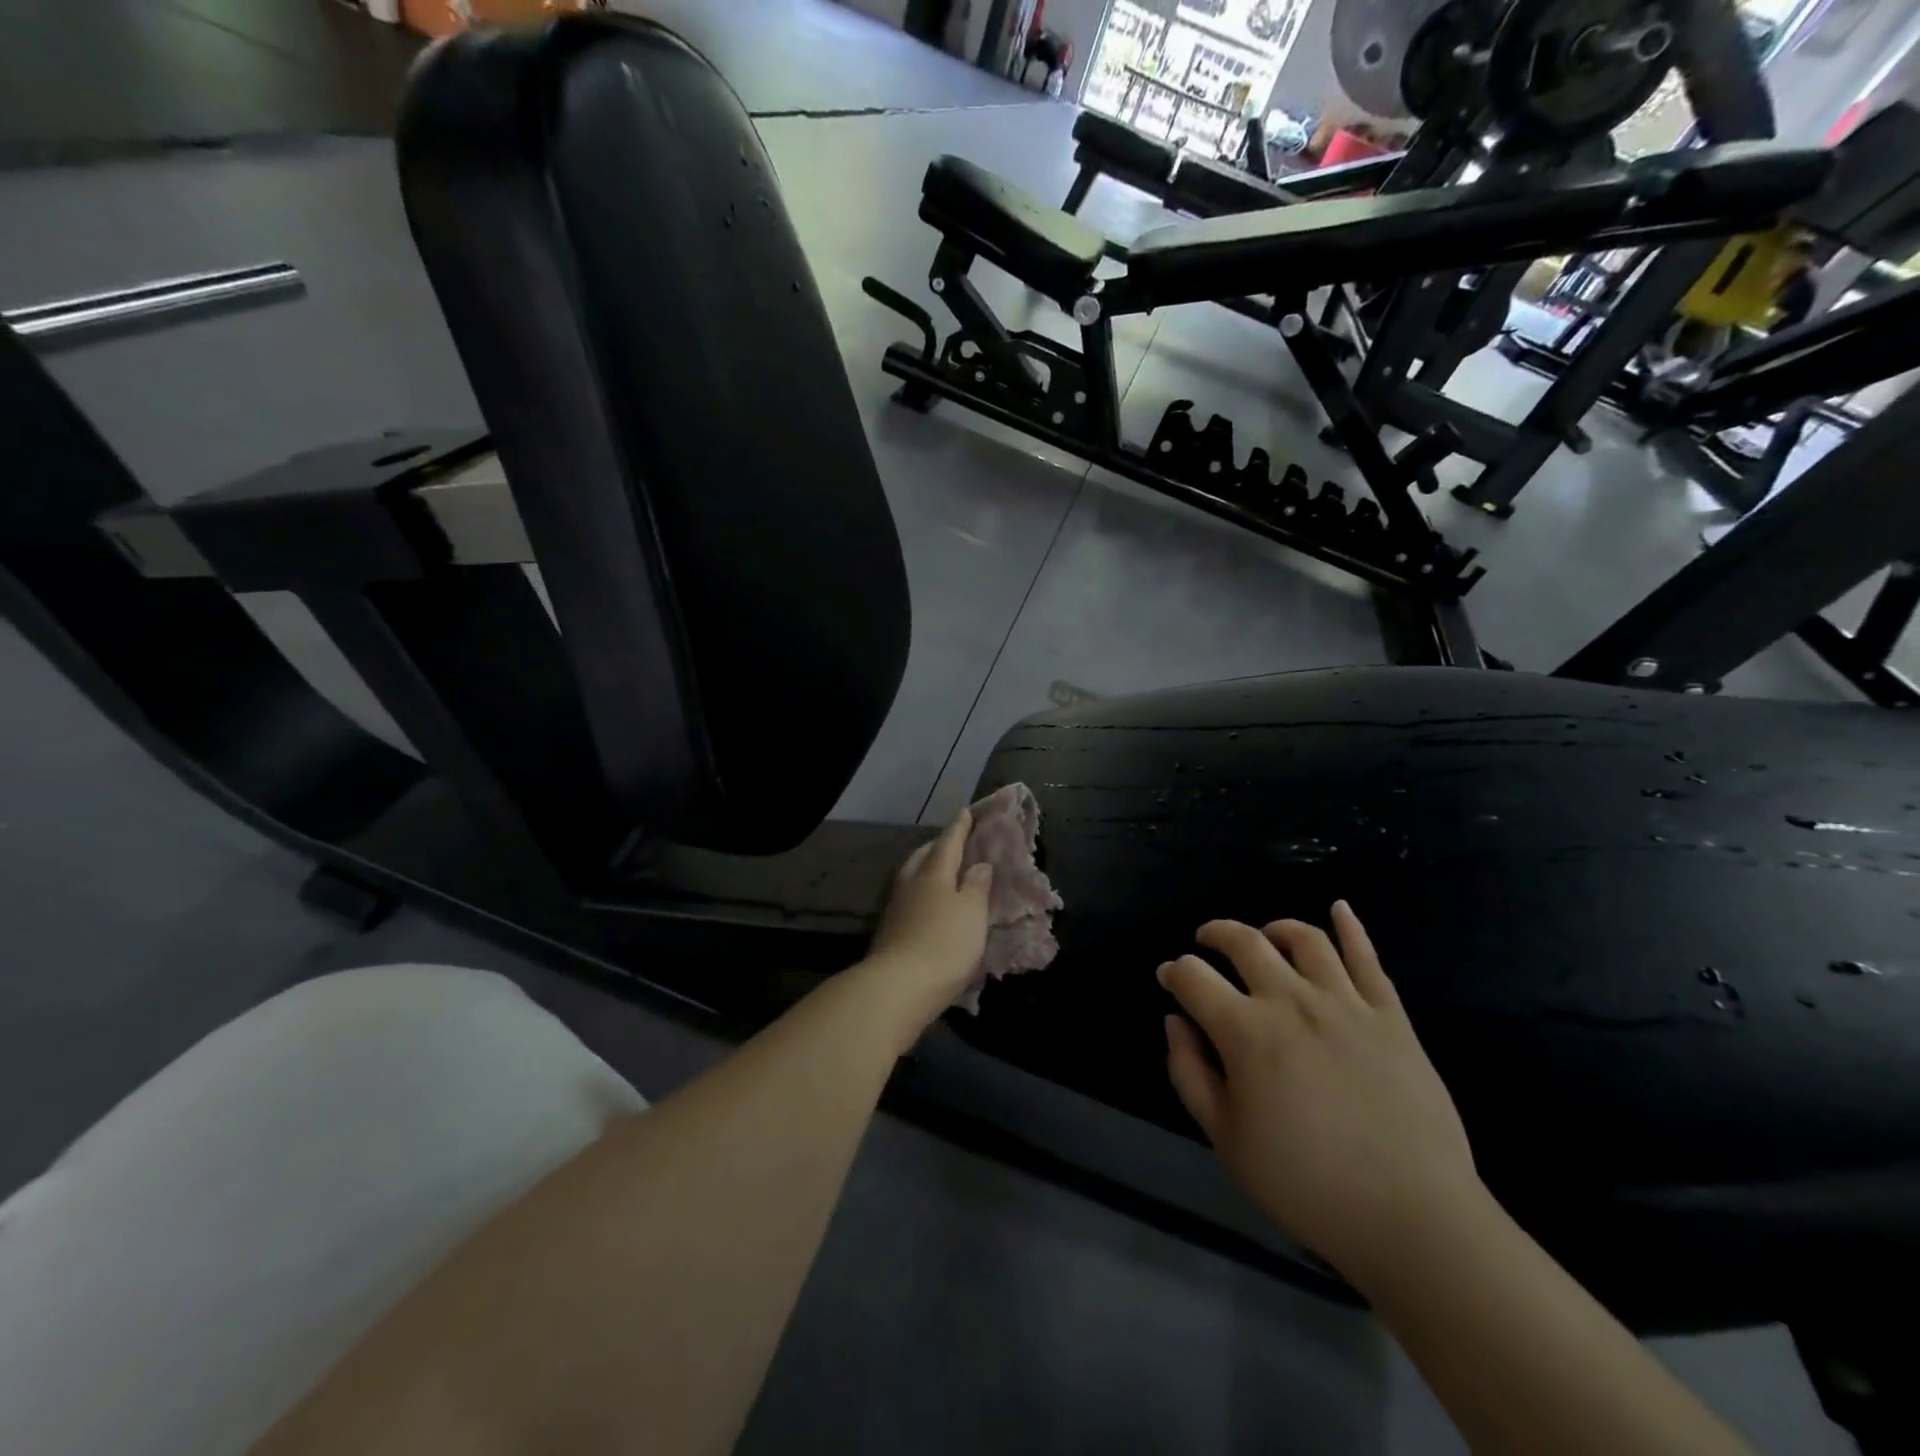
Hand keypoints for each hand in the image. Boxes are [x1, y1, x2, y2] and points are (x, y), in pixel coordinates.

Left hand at [860, 810, 991, 1049]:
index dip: (959, 827)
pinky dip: (921, 892)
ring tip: (942, 871)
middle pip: (923, 856)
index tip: (965, 811)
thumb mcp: (972, 913)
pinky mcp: (889, 931)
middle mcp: (910, 884)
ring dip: (926, 868)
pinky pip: (908, 898)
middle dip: (938, 846)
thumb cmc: (944, 944)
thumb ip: (977, 886)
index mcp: (933, 873)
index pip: (948, 842)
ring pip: (912, 876)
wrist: (898, 988)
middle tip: (953, 841)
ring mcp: (896, 908)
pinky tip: (929, 904)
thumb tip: (978, 864)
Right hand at [1159, 903, 1483, 1289]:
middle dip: (1215, 933)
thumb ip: (1190, 1073)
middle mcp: (1292, 1001)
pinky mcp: (1391, 1015)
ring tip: (1264, 936)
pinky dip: (1350, 926)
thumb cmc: (1307, 1184)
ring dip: (1274, 927)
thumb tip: (1175, 1022)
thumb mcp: (1227, 1140)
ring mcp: (1347, 1003)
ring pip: (1304, 938)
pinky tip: (1339, 909)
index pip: (1194, 978)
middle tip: (1205, 941)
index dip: (1173, 972)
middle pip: (1244, 942)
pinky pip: (1368, 958)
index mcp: (1246, 1032)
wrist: (1413, 1218)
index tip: (1169, 979)